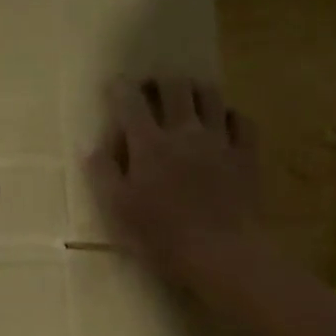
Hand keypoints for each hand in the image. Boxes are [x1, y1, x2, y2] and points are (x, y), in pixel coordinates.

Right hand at [85, 76, 269, 288]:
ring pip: (210, 95)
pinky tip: (223, 123)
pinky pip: (241, 120)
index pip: (130, 101)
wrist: (221, 254)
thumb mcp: (119, 210)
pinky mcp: (246, 155)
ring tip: (187, 98)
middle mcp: (184, 132)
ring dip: (195, 90)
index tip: (114, 85)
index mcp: (149, 145)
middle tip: (152, 89)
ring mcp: (219, 141)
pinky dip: (229, 115)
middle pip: (175, 87)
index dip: (120, 88)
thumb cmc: (162, 237)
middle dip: (160, 81)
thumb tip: (89, 145)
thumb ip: (102, 174)